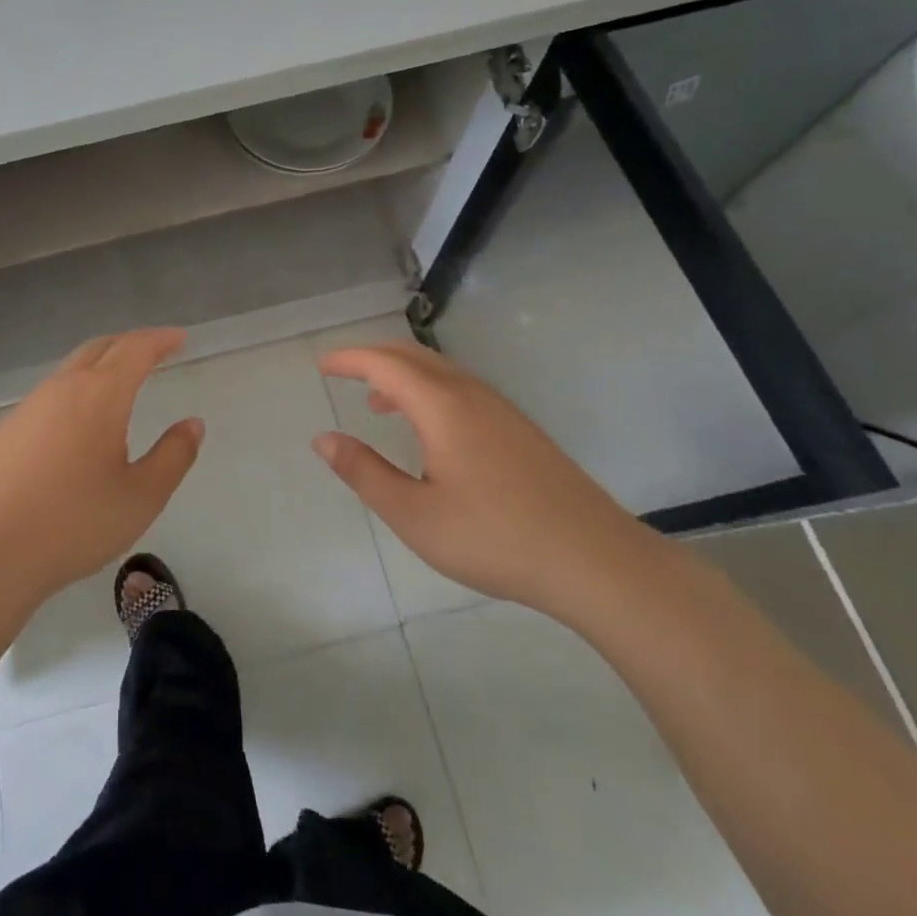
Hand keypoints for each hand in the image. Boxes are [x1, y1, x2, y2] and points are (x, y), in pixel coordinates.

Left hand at [0, 329, 204, 605]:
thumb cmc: (75, 523)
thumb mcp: (141, 496)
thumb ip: (173, 456)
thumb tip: (193, 424)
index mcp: (100, 395)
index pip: (135, 349)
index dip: (160, 339)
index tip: (179, 338)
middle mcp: (62, 388)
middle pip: (100, 348)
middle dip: (130, 344)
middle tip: (154, 352)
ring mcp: (30, 406)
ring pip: (71, 369)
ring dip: (100, 365)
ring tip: (120, 385)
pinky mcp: (8, 430)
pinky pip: (50, 394)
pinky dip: (76, 390)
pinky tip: (78, 422)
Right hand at [313, 342, 651, 614]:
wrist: (595, 559)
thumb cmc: (494, 537)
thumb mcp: (414, 514)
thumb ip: (364, 472)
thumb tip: (324, 439)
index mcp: (441, 405)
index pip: (384, 364)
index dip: (349, 359)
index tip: (322, 365)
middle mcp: (471, 394)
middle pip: (413, 356)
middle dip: (373, 358)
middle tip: (342, 372)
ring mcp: (501, 409)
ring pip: (441, 372)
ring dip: (403, 375)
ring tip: (377, 402)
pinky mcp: (520, 429)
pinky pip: (461, 390)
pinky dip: (429, 392)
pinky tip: (429, 430)